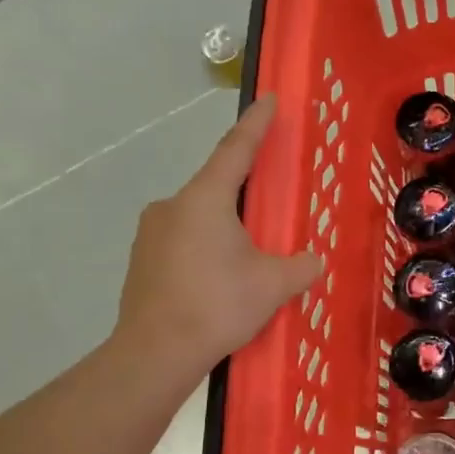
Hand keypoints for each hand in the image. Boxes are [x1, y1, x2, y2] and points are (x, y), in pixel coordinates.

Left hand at [114, 95, 322, 378]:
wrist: (155, 353)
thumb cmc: (218, 306)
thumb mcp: (273, 285)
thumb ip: (300, 266)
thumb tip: (313, 261)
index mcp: (205, 200)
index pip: (236, 151)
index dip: (256, 125)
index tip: (268, 100)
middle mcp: (172, 206)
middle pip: (216, 188)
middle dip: (244, 195)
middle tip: (269, 209)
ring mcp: (150, 234)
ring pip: (198, 219)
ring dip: (224, 229)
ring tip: (246, 261)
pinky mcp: (141, 261)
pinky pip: (182, 243)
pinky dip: (204, 251)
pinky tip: (218, 281)